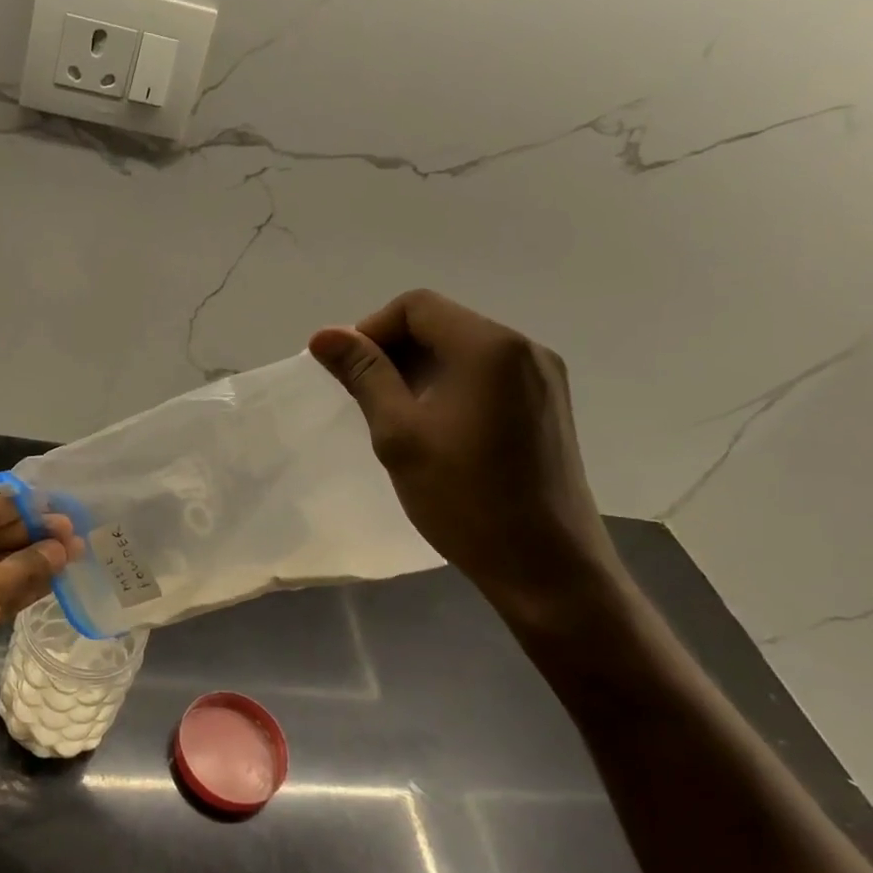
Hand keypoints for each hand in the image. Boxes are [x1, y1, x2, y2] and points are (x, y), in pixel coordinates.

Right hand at [309, 290, 620, 617]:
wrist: (545, 566)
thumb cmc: (465, 499)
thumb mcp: (400, 434)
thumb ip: (364, 375)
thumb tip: (324, 335)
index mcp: (490, 347)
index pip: (416, 306)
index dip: (370, 330)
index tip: (346, 374)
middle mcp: (525, 348)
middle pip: (443, 323)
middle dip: (393, 350)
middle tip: (362, 397)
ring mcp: (544, 377)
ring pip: (464, 350)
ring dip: (419, 370)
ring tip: (393, 417)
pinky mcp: (547, 405)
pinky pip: (487, 375)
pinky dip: (450, 386)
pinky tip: (434, 428)